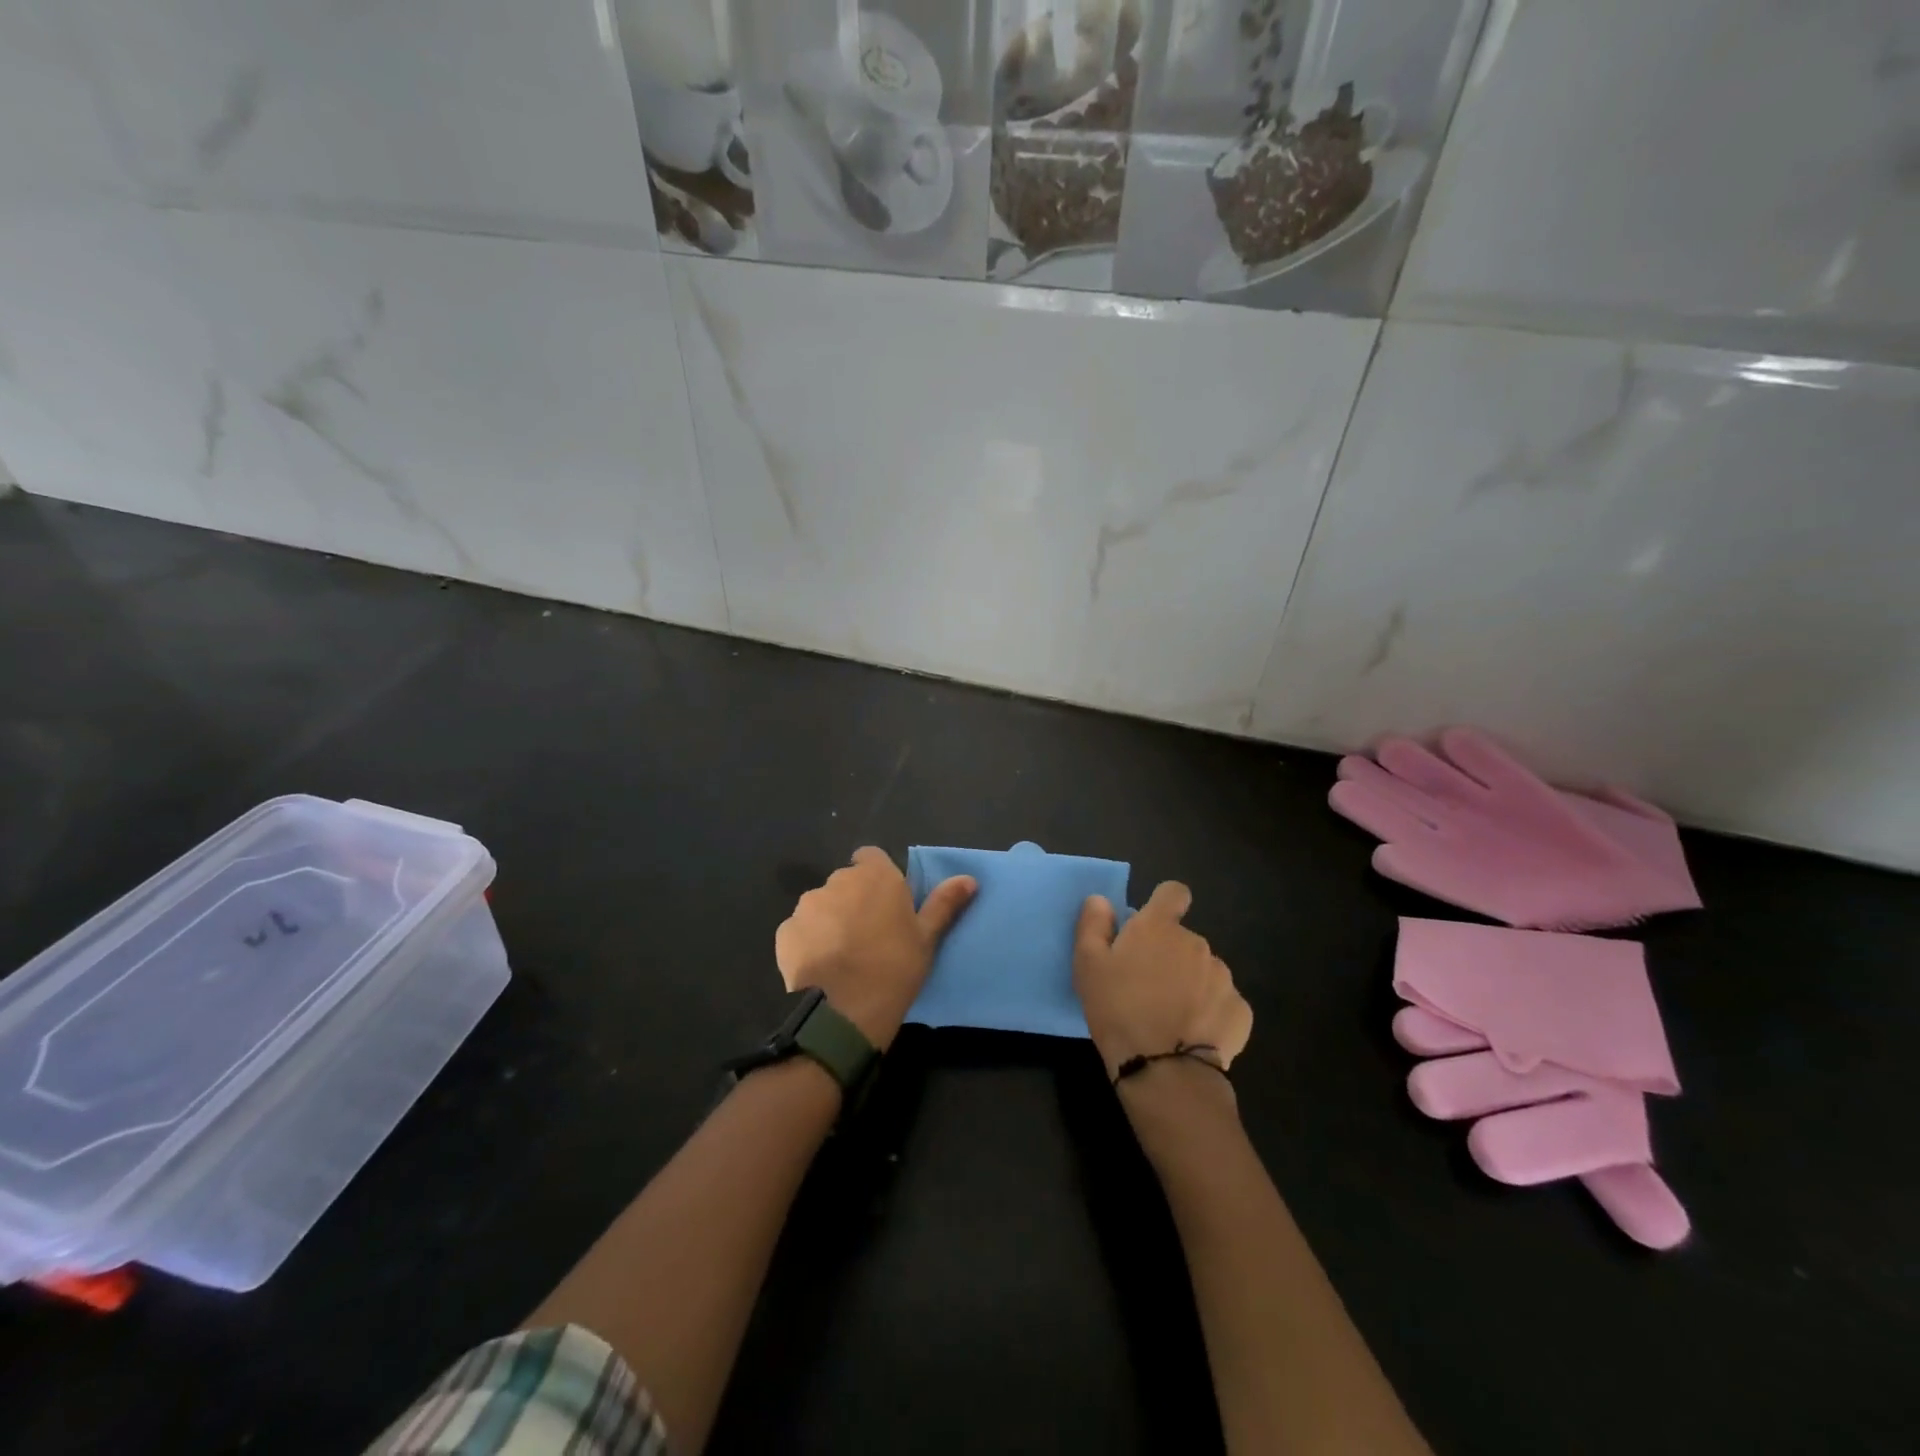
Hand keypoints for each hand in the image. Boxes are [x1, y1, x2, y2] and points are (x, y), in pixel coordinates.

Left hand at [775, 847, 975, 1048]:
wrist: (844, 1011)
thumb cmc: (895, 967)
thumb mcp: (927, 937)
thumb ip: (944, 903)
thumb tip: (969, 878)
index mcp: (875, 876)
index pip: (871, 857)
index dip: (877, 876)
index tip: (886, 902)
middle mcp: (838, 880)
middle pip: (846, 881)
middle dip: (854, 900)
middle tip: (869, 934)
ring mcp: (807, 905)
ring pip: (821, 905)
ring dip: (830, 919)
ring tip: (843, 954)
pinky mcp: (785, 932)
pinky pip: (800, 930)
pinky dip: (808, 941)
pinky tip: (821, 967)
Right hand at [1074, 882, 1252, 1082]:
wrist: (1163, 1071)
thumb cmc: (1117, 1009)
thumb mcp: (1087, 965)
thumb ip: (1093, 925)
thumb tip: (1101, 900)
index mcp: (1160, 928)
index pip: (1173, 893)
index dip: (1165, 904)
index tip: (1153, 927)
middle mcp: (1197, 943)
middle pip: (1185, 940)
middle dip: (1171, 956)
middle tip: (1147, 988)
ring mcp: (1224, 977)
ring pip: (1205, 972)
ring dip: (1191, 984)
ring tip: (1170, 1017)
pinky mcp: (1240, 1011)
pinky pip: (1222, 1003)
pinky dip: (1210, 1014)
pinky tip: (1192, 1035)